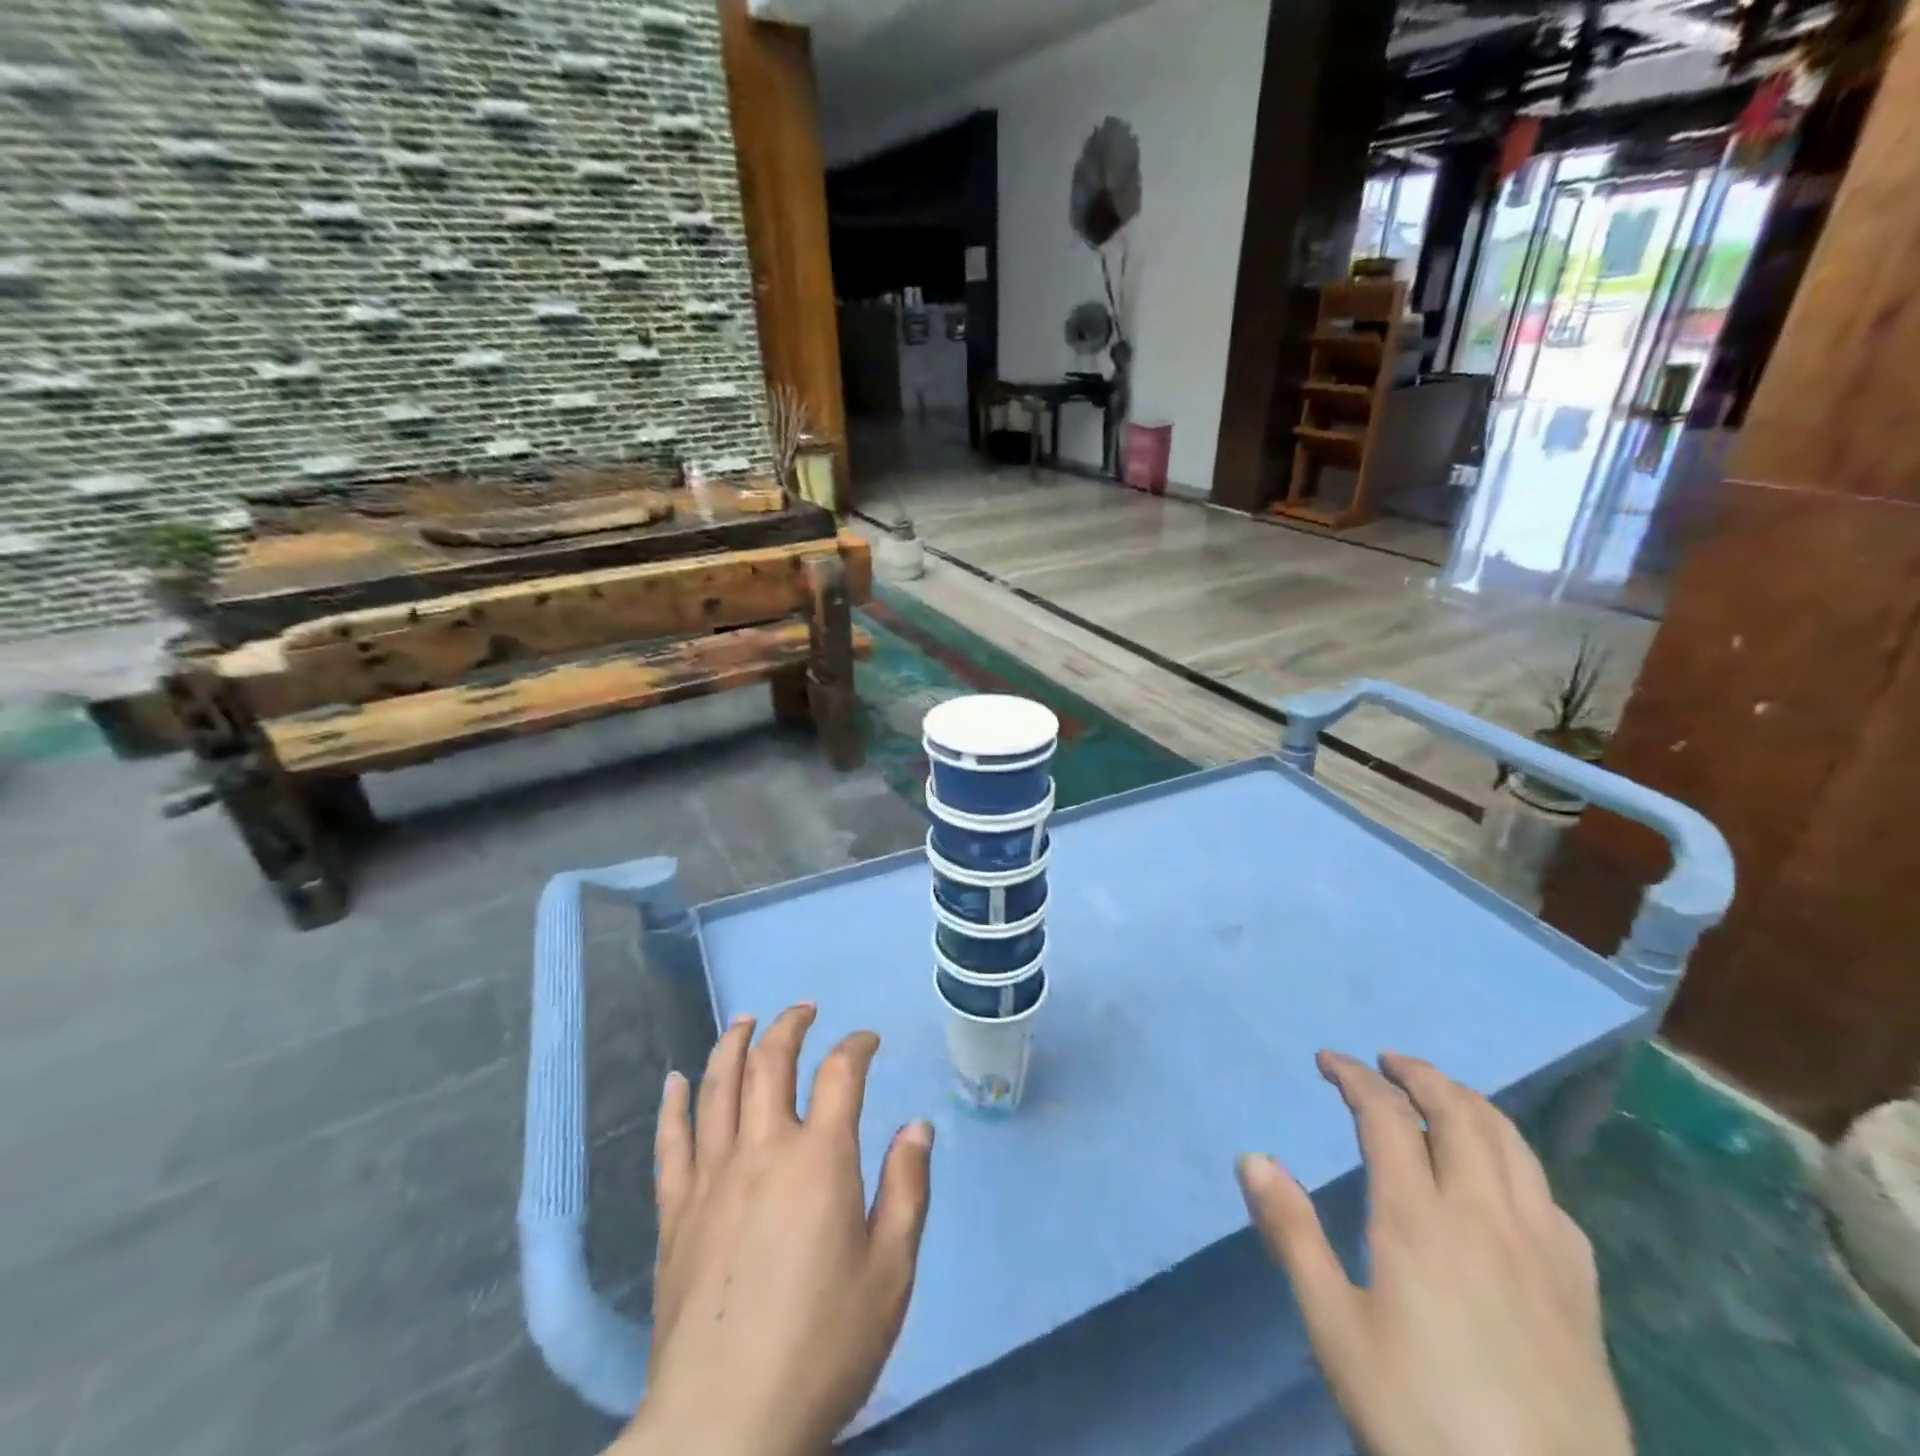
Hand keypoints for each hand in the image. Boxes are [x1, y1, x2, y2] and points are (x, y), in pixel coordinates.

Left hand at [617, 1006, 932, 1455]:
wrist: (725, 1425)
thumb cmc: (824, 1346)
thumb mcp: (890, 1271)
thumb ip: (907, 1188)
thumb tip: (917, 1124)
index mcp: (820, 1159)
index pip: (840, 1073)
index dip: (856, 1046)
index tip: (867, 1040)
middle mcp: (763, 1150)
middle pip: (770, 1063)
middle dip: (789, 1027)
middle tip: (804, 1010)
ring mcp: (712, 1177)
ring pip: (717, 1087)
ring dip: (732, 1045)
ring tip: (744, 1021)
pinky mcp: (675, 1213)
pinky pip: (671, 1142)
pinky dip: (674, 1104)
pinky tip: (674, 1080)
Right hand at [1237, 1051, 1632, 1455]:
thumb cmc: (1421, 1421)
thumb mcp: (1335, 1332)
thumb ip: (1292, 1235)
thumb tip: (1252, 1157)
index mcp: (1418, 1218)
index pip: (1385, 1115)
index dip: (1354, 1077)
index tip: (1328, 1060)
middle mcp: (1483, 1215)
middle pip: (1457, 1113)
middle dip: (1418, 1074)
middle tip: (1385, 1062)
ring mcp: (1542, 1251)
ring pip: (1512, 1144)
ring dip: (1470, 1103)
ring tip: (1442, 1095)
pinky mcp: (1580, 1293)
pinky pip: (1550, 1195)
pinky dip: (1517, 1159)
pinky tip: (1507, 1179)